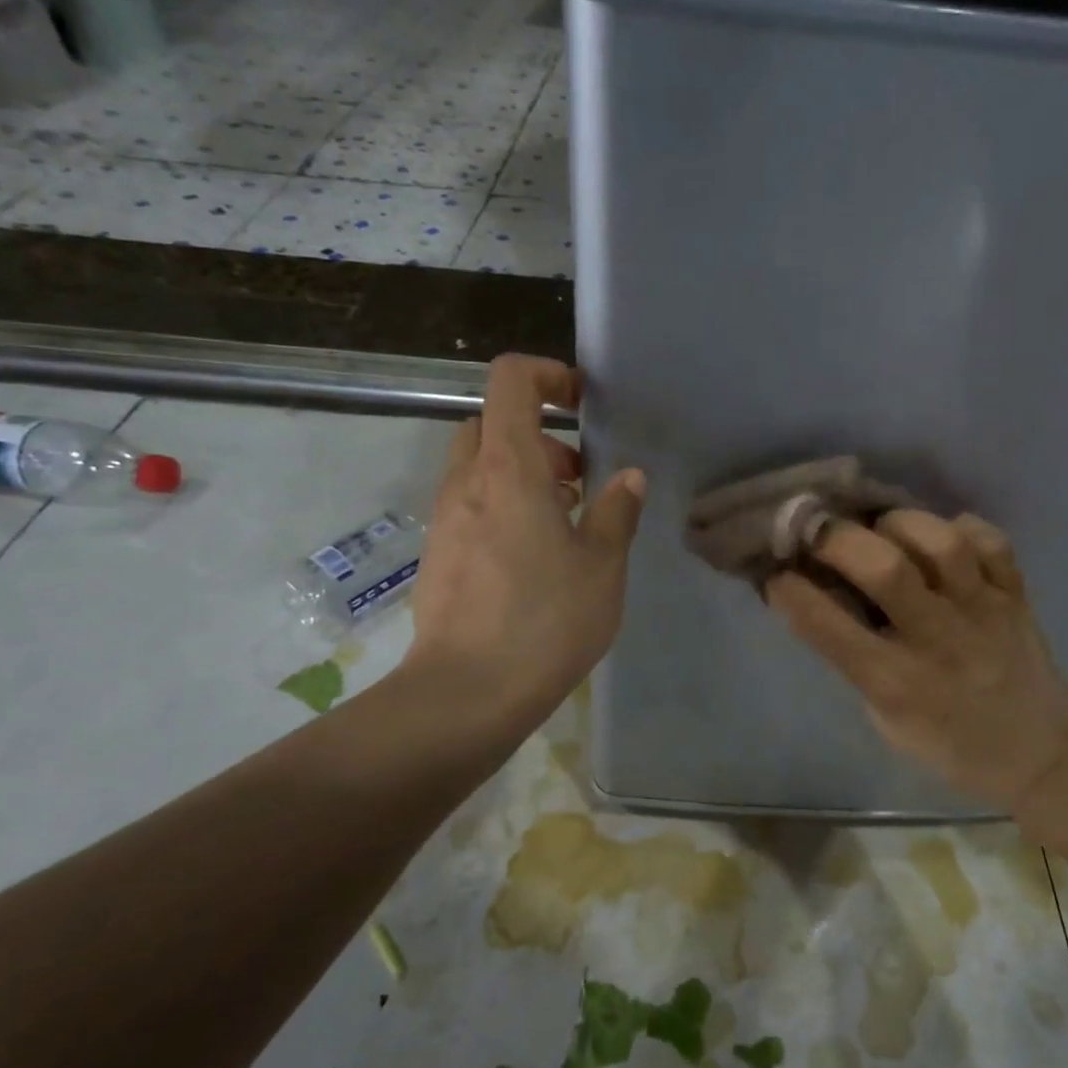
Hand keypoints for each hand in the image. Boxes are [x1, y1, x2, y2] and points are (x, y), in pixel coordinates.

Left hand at [399, 355, 644, 736]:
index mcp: (509, 468)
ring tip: (565, 524)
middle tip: (578, 479)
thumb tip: (628, 478)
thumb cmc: (545, 620)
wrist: (466, 692)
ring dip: (523, 476)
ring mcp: (445, 518)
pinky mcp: (438, 554)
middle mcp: (467, 482)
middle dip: (538, 436)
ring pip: (480, 468)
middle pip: (492, 423)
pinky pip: (471, 506)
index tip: (582, 405)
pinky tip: (533, 560)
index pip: (511, 380)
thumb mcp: (602, 566)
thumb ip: (617, 512)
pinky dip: (503, 507)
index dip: (548, 375)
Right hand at [766, 510, 1067, 814]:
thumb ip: (855, 661)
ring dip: (901, 524)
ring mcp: (984, 613)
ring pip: (943, 544)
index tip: (776, 574)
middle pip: (887, 571)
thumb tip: (822, 600)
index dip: (794, 593)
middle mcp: (939, 641)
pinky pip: (993, 543)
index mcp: (897, 683)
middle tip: (820, 531)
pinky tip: (942, 536)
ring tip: (883, 528)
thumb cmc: (950, 744)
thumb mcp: (886, 720)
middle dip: (840, 540)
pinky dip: (963, 528)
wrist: (1042, 756)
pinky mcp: (1016, 596)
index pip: (830, 629)